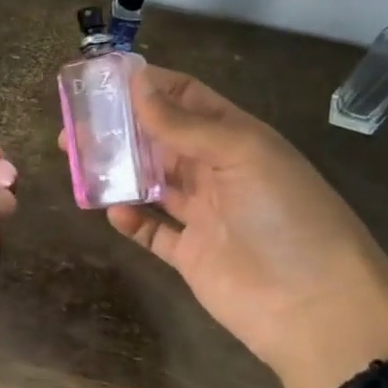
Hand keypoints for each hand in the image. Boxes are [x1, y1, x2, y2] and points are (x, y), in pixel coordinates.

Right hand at [101, 66, 387, 387]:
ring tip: (76, 160)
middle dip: (119, 128)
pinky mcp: (188, 253)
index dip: (148, 86)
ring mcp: (202, 214)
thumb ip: (184, 124)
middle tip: (73, 125)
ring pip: (148, 182)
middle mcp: (216, 171)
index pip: (187, 99)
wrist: (315, 308)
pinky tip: (113, 211)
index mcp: (236, 139)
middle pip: (159, 140)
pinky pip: (150, 230)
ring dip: (116, 170)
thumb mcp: (241, 155)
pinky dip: (129, 220)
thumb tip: (137, 83)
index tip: (101, 79)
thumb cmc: (286, 216)